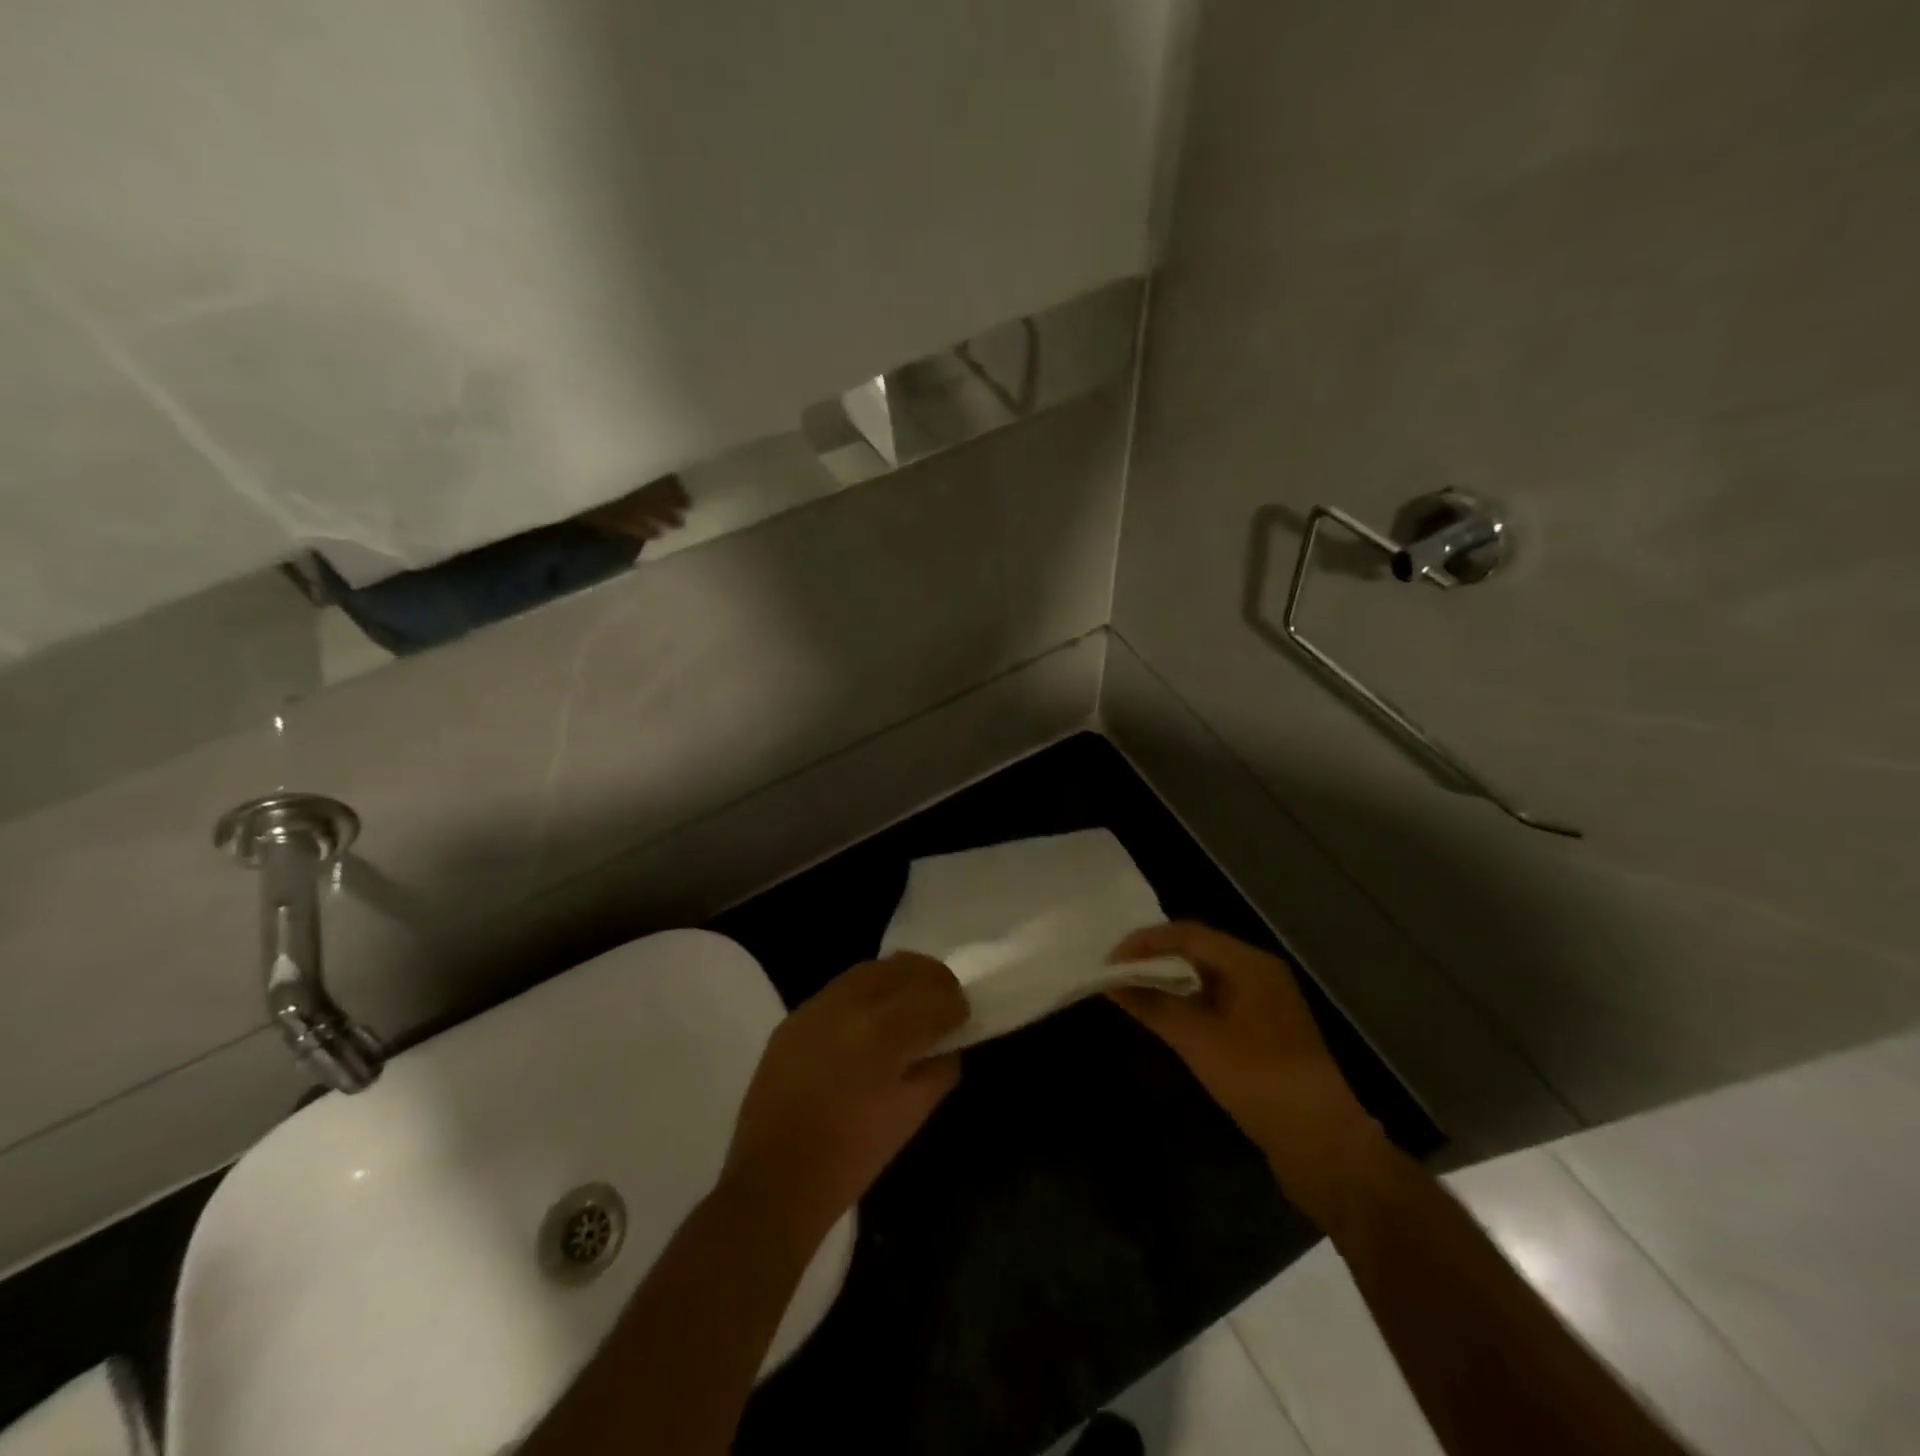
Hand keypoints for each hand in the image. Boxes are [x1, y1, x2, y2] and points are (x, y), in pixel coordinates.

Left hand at [722, 953, 966, 1234]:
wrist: (773, 1181)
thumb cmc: (851, 1156)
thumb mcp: (911, 1115)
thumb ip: (939, 1069)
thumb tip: (947, 1044)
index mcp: (884, 1029)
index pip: (935, 993)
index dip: (956, 1004)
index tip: (962, 1018)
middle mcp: (850, 1003)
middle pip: (904, 966)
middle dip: (931, 980)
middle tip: (943, 1004)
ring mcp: (818, 1005)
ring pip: (871, 969)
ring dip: (899, 980)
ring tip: (910, 1007)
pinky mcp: (795, 1016)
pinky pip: (842, 988)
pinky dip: (867, 994)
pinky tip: (870, 1022)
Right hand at [1108, 922, 1390, 1228]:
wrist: (1321, 1144)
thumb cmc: (1258, 1078)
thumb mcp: (1198, 1040)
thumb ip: (1153, 1005)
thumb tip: (1112, 982)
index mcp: (1250, 964)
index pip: (1188, 934)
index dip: (1145, 942)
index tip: (1110, 960)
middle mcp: (1259, 974)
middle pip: (1198, 950)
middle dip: (1155, 957)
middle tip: (1117, 971)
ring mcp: (1264, 1004)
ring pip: (1206, 977)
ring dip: (1169, 980)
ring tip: (1133, 991)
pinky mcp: (1262, 1033)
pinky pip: (1215, 1002)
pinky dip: (1186, 1003)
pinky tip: (1165, 1018)